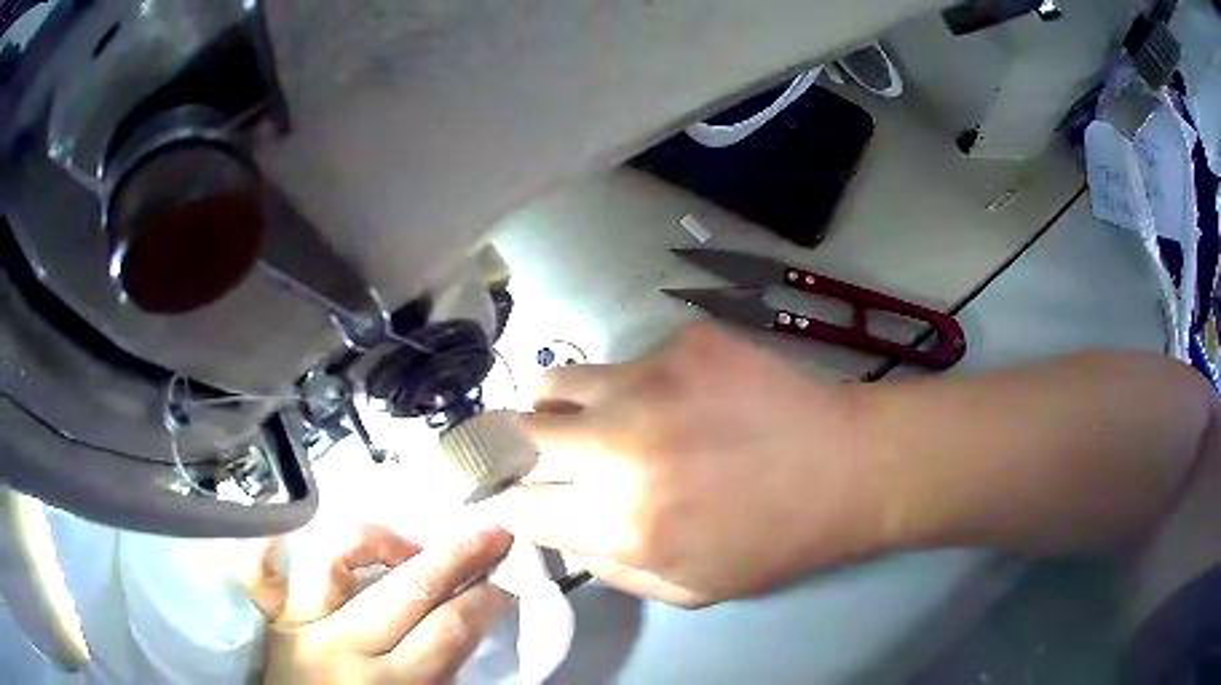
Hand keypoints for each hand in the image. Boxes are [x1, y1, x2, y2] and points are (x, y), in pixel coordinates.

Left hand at [243, 524, 512, 683]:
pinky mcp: (268, 619)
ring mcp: (298, 627)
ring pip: (335, 558)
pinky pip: (257, 575)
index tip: (503, 577)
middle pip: (408, 588)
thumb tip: (469, 624)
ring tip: (406, 544)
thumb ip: (441, 673)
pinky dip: (268, 548)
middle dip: (458, 555)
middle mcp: (344, 648)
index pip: (450, 630)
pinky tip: (289, 534)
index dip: (484, 598)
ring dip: (380, 540)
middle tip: (490, 531)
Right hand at [491, 324, 885, 606]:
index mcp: (618, 521)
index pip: (516, 503)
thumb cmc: (769, 541)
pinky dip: (634, 386)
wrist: (842, 467)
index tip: (519, 495)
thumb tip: (560, 526)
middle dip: (506, 447)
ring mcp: (648, 380)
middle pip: (510, 432)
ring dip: (562, 408)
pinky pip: (625, 362)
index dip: (510, 501)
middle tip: (533, 452)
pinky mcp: (682, 342)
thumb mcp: (684, 588)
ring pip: (553, 382)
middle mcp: (618, 446)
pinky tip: (683, 399)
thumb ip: (606, 566)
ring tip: (602, 419)